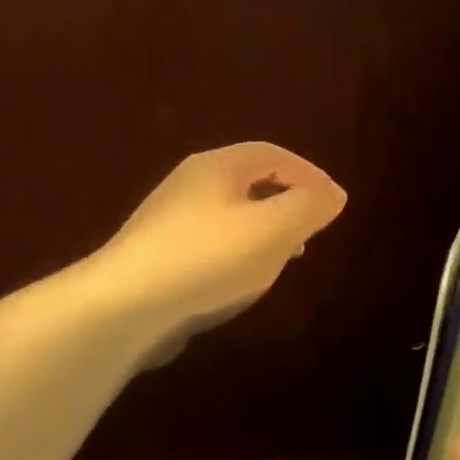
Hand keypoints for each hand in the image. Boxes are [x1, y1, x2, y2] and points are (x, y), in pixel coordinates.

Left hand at [95, 143, 347, 354]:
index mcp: (217, 167)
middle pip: (248, 182)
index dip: (309, 174)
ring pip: (230, 216)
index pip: (272, 154)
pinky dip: (237, 254)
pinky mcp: (158, 257)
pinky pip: (210, 245)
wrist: (125, 305)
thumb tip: (333, 196)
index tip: (334, 204)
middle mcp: (189, 185)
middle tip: (310, 230)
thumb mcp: (272, 229)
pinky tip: (240, 282)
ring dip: (262, 232)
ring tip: (283, 259)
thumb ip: (308, 208)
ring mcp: (169, 222)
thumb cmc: (207, 258)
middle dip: (286, 202)